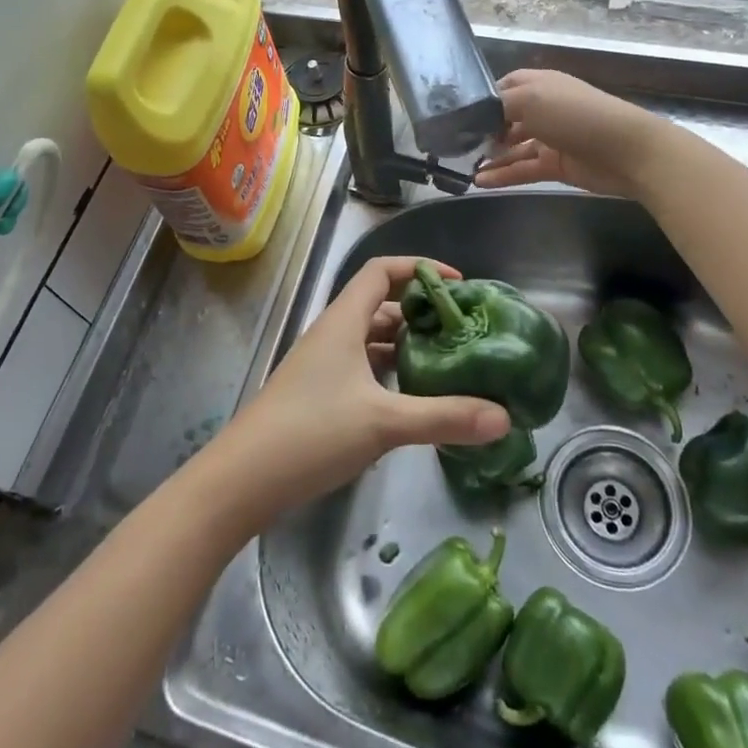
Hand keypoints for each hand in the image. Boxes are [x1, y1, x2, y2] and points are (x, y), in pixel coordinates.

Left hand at [211, 256, 510, 526]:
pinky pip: (362, 366)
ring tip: (447, 361)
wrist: (243, 479)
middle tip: (461, 330)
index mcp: (344, 320)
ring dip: (405, 344)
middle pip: (380, 304)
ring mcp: (323, 364)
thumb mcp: (384, 423)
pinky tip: (412, 396)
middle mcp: (333, 333)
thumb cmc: (312, 432)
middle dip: (420, 312)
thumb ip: (444, 417)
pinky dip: (389, 371)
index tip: (458, 285)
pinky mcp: (319, 392)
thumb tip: (503, 417)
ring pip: (371, 338)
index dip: (419, 268)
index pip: (382, 271)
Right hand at [473, 69, 660, 198]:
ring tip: (464, 167)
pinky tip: (481, 182)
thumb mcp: (530, 99)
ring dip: (491, 156)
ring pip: (513, 147)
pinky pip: (524, 168)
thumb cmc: (575, 115)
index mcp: (540, 84)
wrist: (626, 151)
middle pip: (507, 118)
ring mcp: (551, 138)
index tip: (460, 114)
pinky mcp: (557, 165)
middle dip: (484, 130)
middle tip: (458, 144)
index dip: (484, 98)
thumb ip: (498, 106)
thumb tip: (474, 117)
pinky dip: (503, 175)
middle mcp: (544, 108)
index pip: (505, 86)